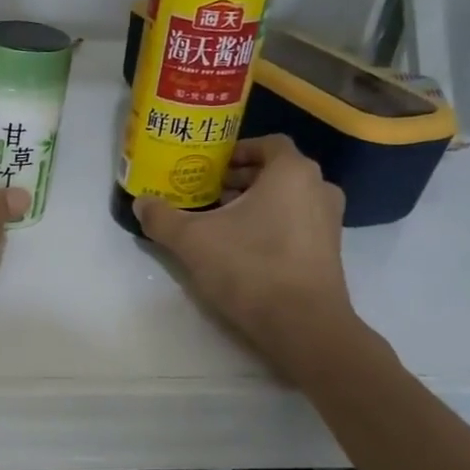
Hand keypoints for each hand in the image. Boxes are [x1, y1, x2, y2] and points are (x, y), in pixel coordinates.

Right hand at [135, 135, 359, 376]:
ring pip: (286, 198)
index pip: (267, 143)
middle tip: (205, 192)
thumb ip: (162, 217)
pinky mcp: (328, 251)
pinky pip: (296, 223)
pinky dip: (270, 224)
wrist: (302, 325)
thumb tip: (141, 203)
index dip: (236, 151)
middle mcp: (318, 188)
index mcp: (291, 172)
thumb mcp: (191, 240)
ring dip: (254, 203)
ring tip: (218, 220)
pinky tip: (240, 246)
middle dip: (240, 179)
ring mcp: (329, 221)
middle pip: (275, 171)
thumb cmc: (249, 267)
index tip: (209, 166)